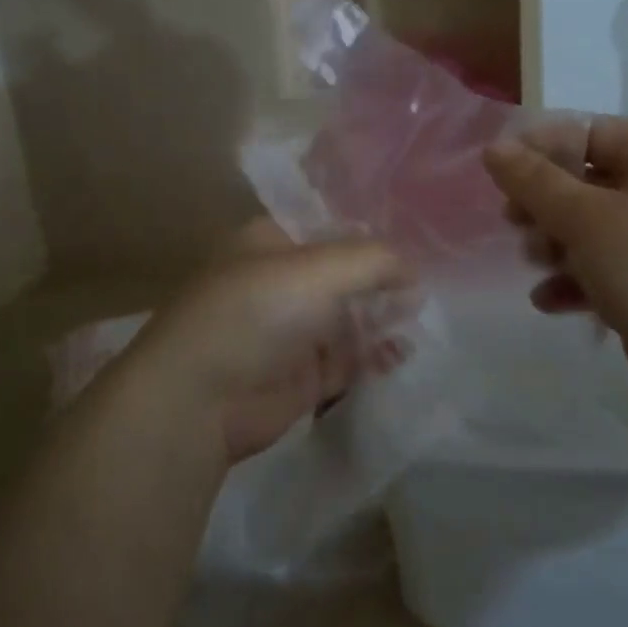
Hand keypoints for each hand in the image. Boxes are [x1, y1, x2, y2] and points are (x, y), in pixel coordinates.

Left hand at [120, 221, 414, 463]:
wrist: (201, 399)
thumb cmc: (257, 313)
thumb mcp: (320, 269)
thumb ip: (375, 261)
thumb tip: (414, 271)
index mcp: (272, 243)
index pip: (330, 227)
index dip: (371, 233)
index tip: (417, 238)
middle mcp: (282, 282)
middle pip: (344, 274)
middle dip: (383, 279)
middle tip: (426, 283)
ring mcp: (292, 331)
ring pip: (350, 318)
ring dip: (382, 317)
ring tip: (419, 316)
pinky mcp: (303, 375)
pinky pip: (348, 359)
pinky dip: (374, 356)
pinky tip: (400, 353)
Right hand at [482, 116, 627, 416]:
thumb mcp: (587, 219)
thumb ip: (535, 182)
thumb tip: (493, 148)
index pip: (591, 133)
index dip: (544, 147)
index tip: (504, 172)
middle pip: (586, 183)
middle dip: (545, 205)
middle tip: (515, 222)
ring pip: (591, 230)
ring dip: (555, 245)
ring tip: (536, 263)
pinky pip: (604, 271)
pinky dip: (575, 282)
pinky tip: (548, 301)